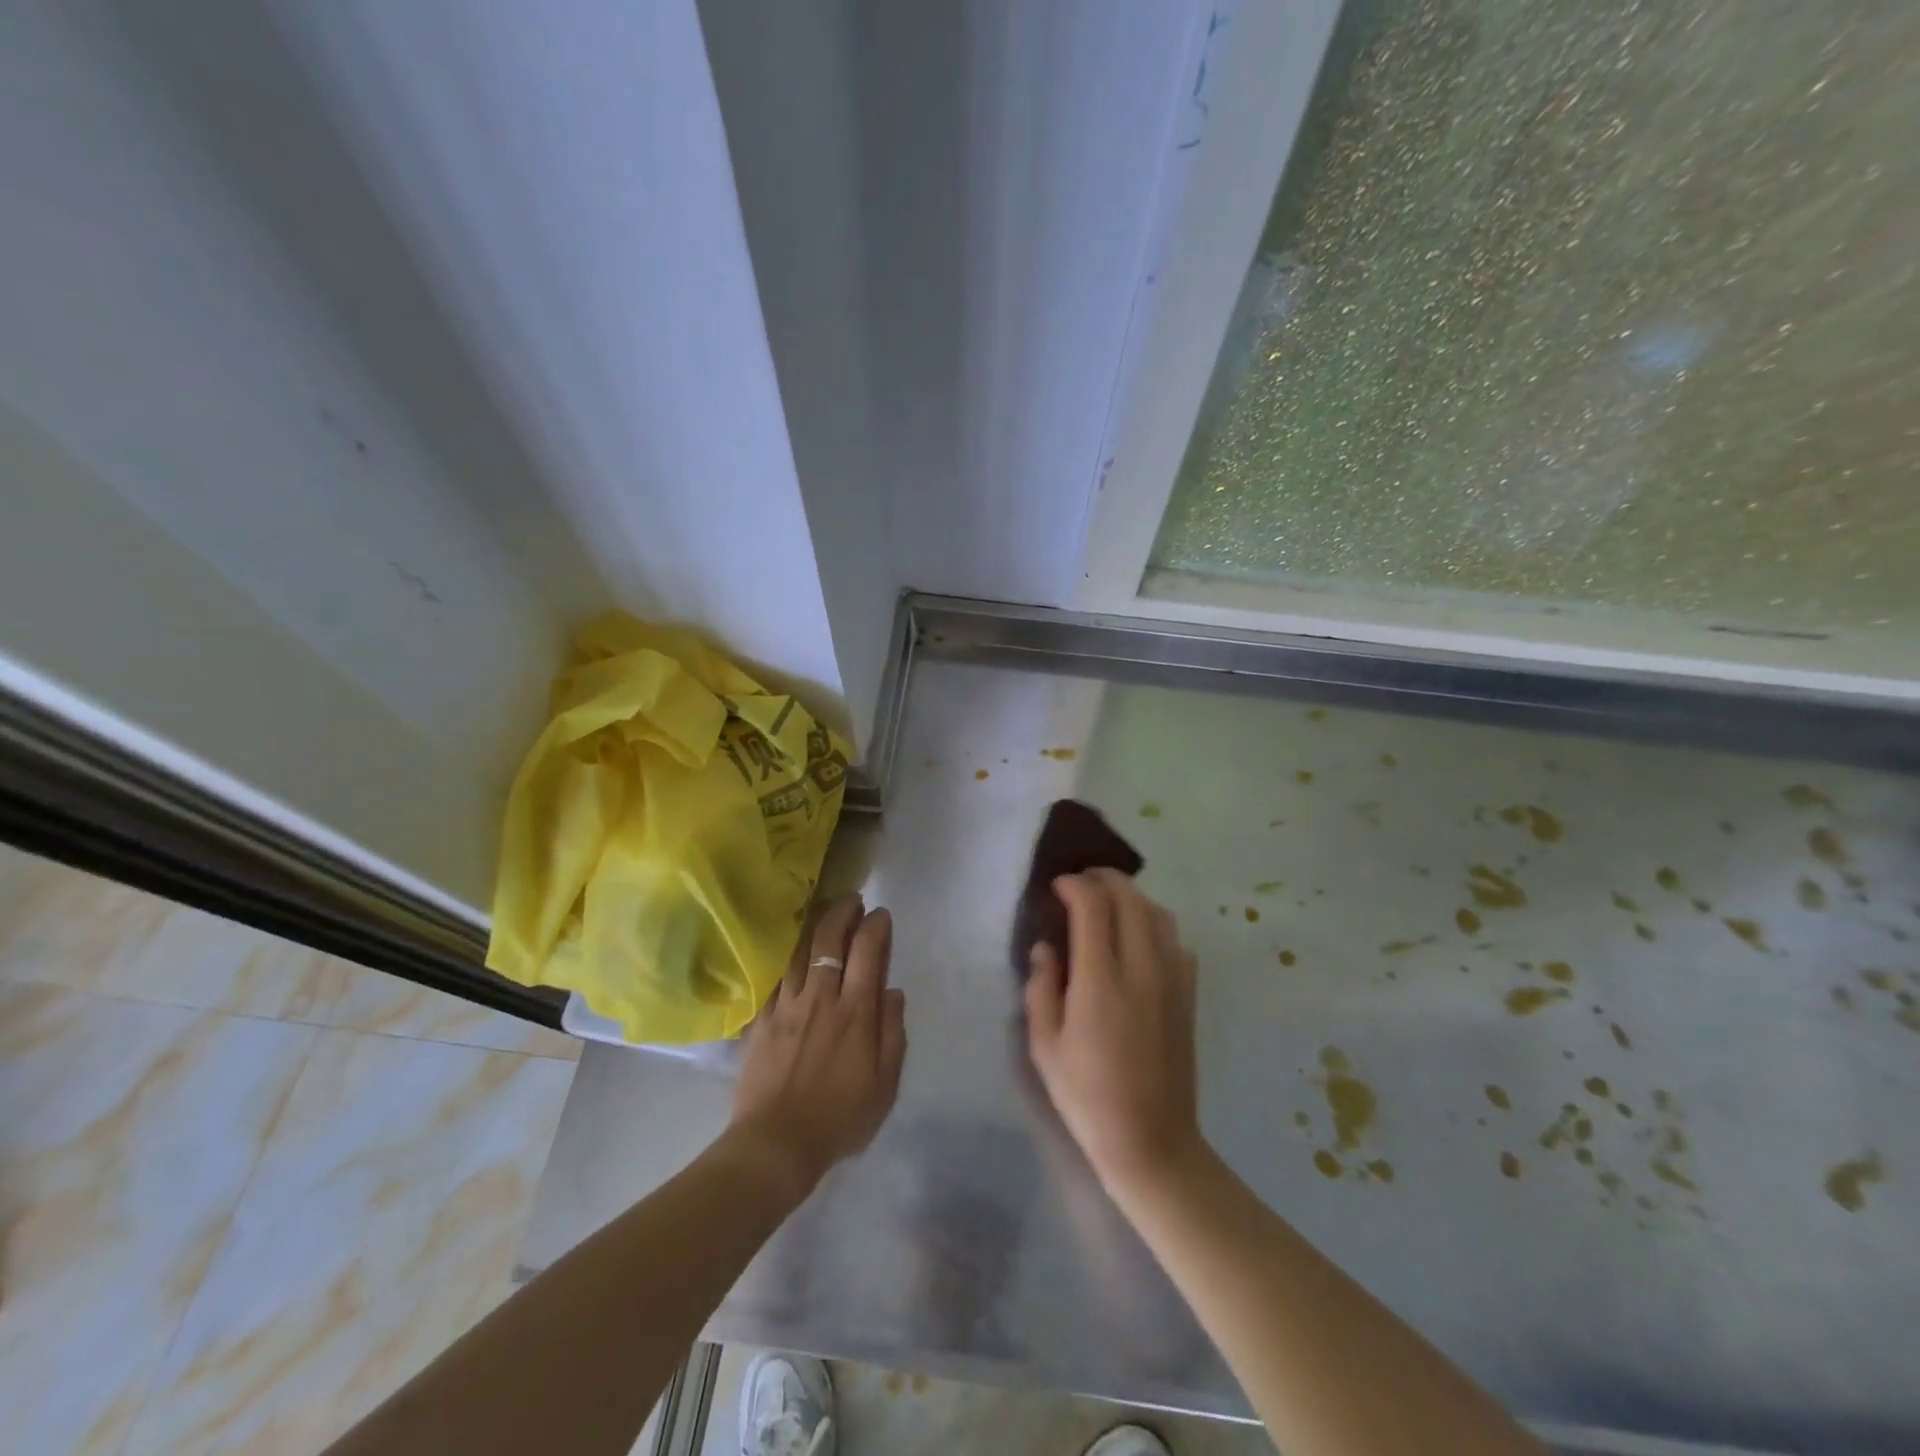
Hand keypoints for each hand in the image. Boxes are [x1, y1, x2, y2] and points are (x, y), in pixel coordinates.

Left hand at [730, 894, 906, 1199]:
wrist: (775, 1144)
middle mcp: (821, 997)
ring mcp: (787, 1005)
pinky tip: (792, 951)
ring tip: (825, 914)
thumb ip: (892, 1033)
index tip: (881, 915)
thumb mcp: (885, 1084)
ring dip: (815, 926)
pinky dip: (788, 957)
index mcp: (855, 1012)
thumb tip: (893, 991)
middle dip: (843, 912)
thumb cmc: (839, 1118)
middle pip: (830, 939)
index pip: (868, 951)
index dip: (876, 926)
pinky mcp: (763, 1018)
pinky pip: (776, 975)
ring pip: (800, 950)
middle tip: (853, 901)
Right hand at [1025, 869, 1200, 1194]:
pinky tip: (1137, 941)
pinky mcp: (1188, 995)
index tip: (1056, 887)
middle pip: (1130, 898)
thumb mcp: (1044, 1045)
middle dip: (1103, 879)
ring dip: (1131, 897)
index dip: (1073, 885)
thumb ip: (1041, 987)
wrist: (1151, 1140)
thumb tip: (1046, 947)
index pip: (1093, 906)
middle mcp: (1142, 968)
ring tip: (1108, 905)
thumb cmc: (1087, 1095)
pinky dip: (1154, 924)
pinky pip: (1175, 940)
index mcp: (1102, 980)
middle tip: (1080, 883)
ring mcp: (1172, 980)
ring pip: (1158, 913)